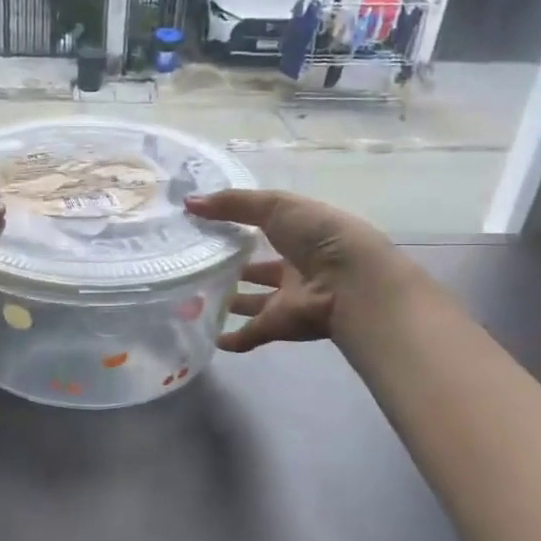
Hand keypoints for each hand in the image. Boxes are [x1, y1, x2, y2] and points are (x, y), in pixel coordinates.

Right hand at [185, 189, 407, 353]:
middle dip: (234, 267)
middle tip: (196, 263)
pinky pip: (252, 333)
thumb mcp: (276, 206)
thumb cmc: (319, 236)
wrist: (352, 284)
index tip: (205, 225)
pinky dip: (233, 338)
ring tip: (193, 296)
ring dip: (231, 301)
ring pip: (254, 301)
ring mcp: (288, 299)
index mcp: (301, 234)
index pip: (267, 228)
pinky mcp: (280, 325)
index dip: (240, 225)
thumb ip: (232, 204)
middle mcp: (296, 267)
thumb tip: (188, 203)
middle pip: (260, 268)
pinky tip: (209, 336)